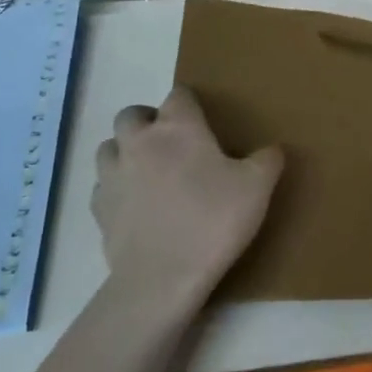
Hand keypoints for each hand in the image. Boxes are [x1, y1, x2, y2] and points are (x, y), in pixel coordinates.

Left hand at [93, 86, 283, 309]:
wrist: (163, 277)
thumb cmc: (213, 221)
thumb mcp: (257, 189)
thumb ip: (267, 161)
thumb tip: (273, 149)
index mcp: (178, 127)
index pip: (179, 94)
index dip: (190, 104)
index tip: (202, 120)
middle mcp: (139, 141)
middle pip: (132, 115)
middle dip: (148, 122)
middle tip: (171, 144)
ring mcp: (112, 174)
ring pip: (109, 147)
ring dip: (125, 151)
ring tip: (147, 171)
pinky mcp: (99, 207)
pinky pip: (103, 185)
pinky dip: (116, 187)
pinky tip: (135, 205)